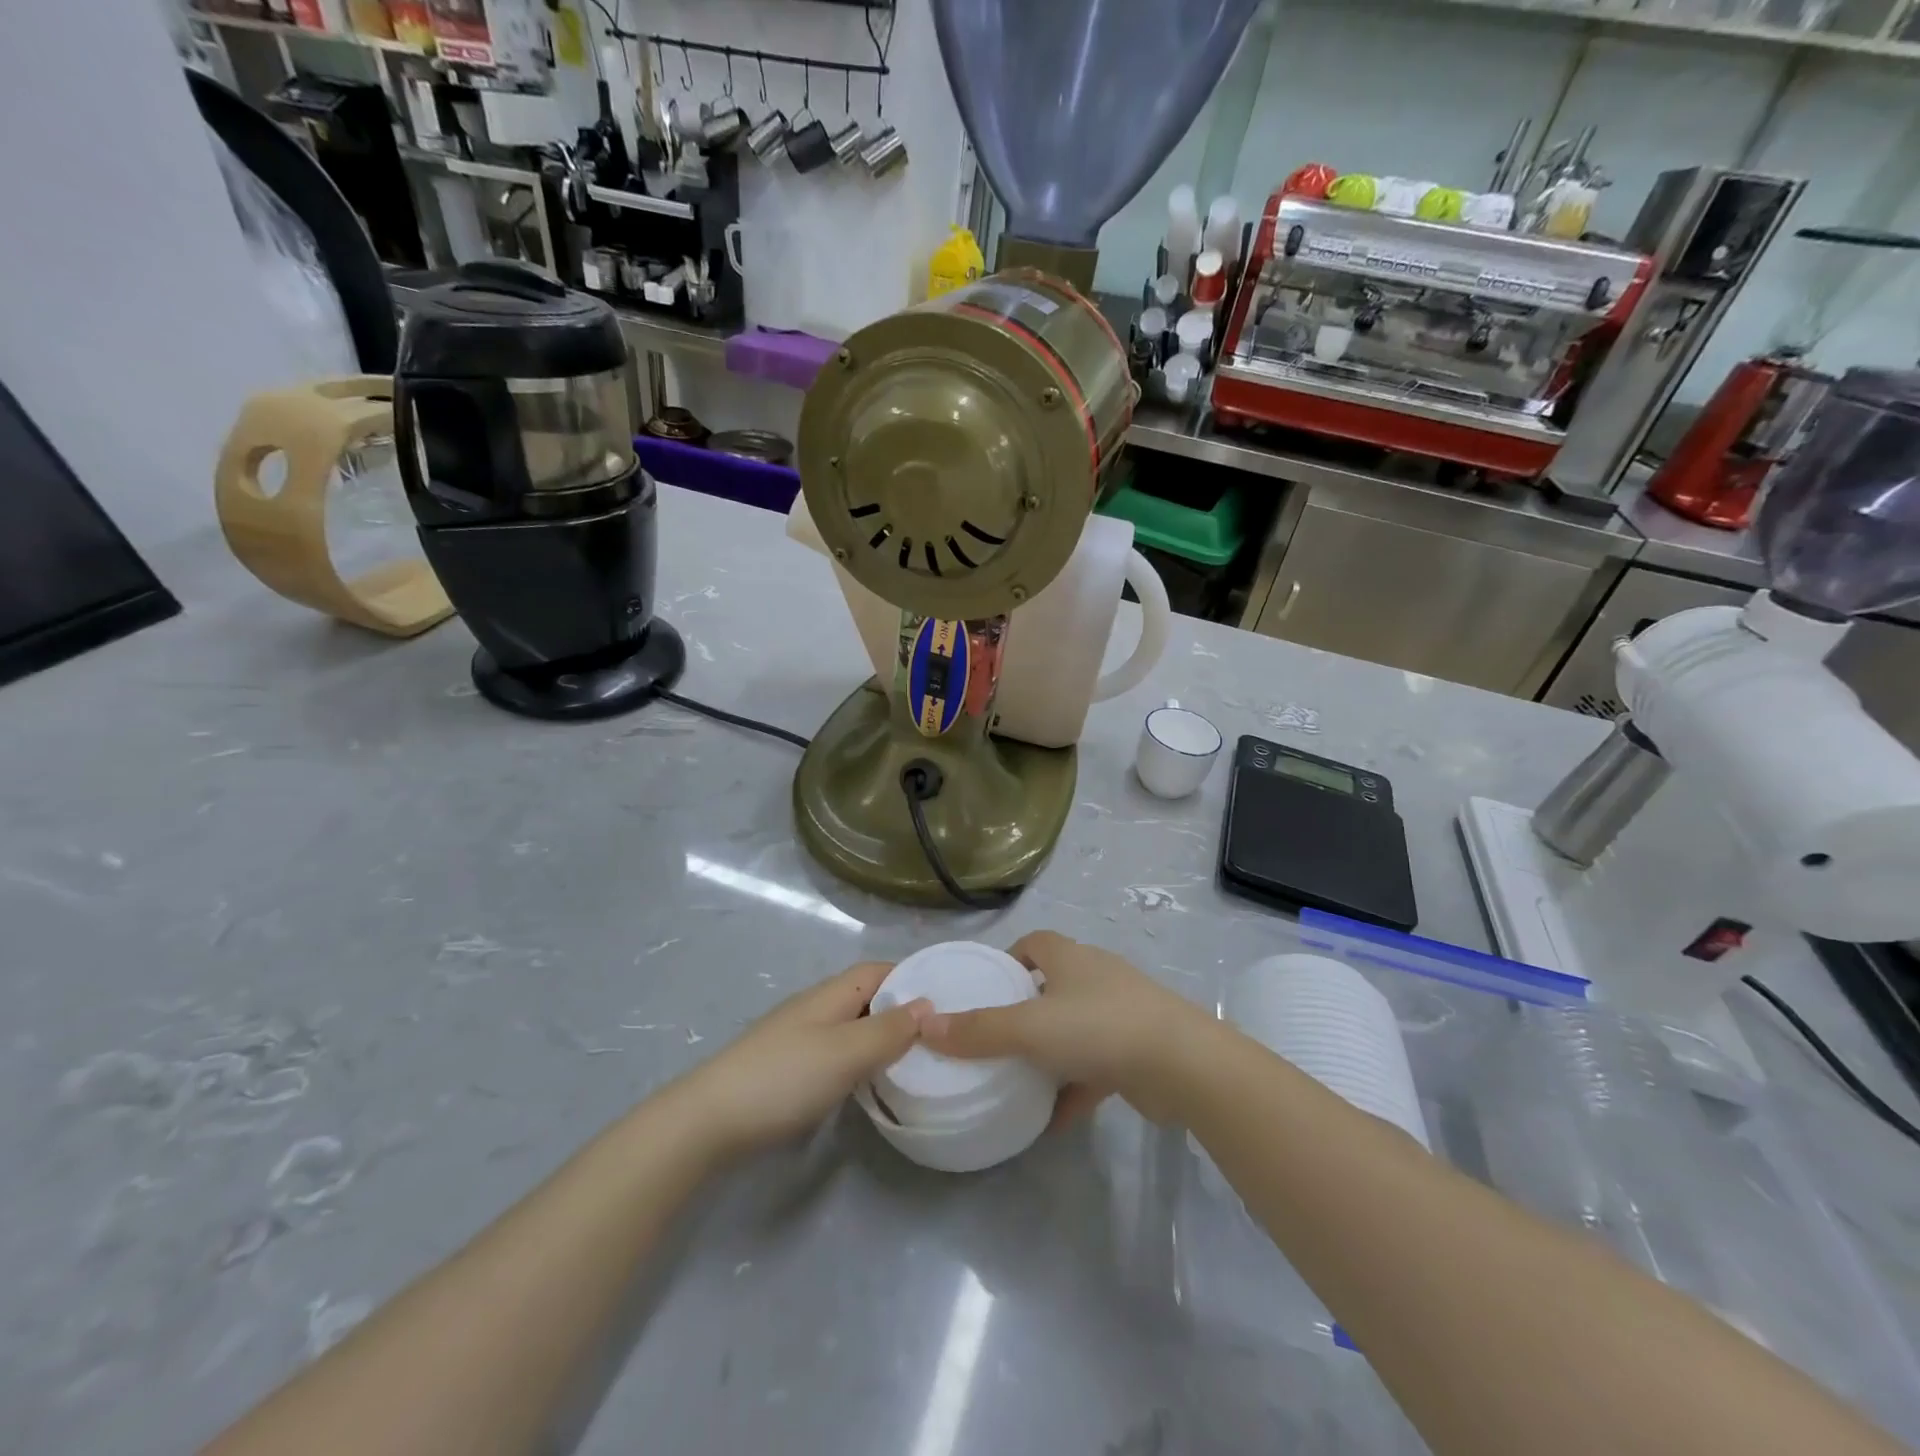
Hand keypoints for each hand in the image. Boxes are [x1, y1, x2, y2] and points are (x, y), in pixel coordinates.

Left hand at [673, 962, 931, 1159]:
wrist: (709, 1120)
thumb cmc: (785, 1078)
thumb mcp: (847, 1053)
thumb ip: (889, 1030)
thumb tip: (928, 1004)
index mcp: (831, 994)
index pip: (879, 970)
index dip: (911, 977)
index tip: (946, 998)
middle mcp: (815, 1007)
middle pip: (866, 996)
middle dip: (900, 1009)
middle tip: (938, 1036)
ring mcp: (798, 1037)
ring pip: (851, 1026)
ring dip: (879, 1037)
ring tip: (913, 1061)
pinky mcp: (786, 1067)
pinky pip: (835, 1051)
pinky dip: (858, 1060)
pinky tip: (867, 1083)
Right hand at [920, 931, 1209, 1127]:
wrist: (1183, 1065)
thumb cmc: (1100, 1028)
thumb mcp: (1030, 1028)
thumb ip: (978, 1030)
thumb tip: (924, 1025)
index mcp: (1070, 958)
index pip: (1033, 944)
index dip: (1007, 962)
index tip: (983, 991)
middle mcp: (1095, 977)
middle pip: (1051, 986)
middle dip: (1023, 1010)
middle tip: (992, 1039)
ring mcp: (1120, 1013)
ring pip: (1073, 1028)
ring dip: (1049, 1052)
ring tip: (1016, 1078)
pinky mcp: (1136, 1051)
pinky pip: (1095, 1066)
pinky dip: (1073, 1089)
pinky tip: (1052, 1120)